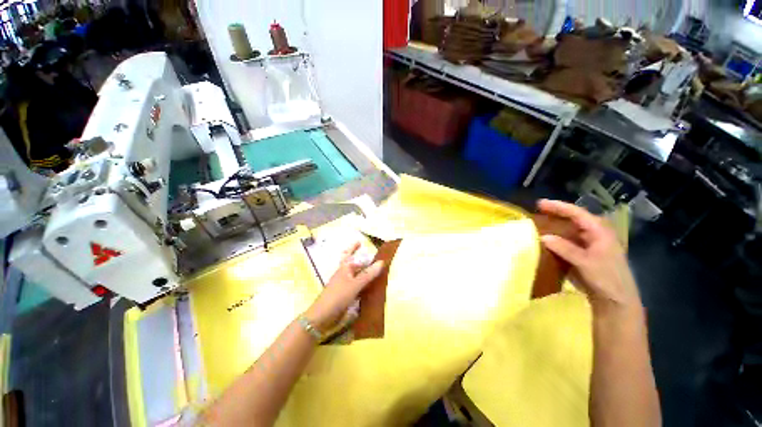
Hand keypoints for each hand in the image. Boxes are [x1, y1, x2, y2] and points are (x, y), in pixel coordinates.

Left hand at [304, 242, 384, 331]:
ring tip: (378, 270)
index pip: (350, 254)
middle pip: (355, 264)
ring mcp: (345, 284)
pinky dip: (365, 284)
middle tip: (375, 257)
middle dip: (363, 260)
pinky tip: (372, 286)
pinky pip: (358, 286)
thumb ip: (368, 274)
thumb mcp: (355, 284)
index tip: (360, 241)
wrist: (323, 316)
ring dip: (366, 272)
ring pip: (357, 275)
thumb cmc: (338, 296)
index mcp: (345, 267)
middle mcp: (345, 274)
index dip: (354, 247)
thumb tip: (381, 262)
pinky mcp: (347, 295)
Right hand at [537, 200, 641, 313]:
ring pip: (570, 229)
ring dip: (555, 225)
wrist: (616, 300)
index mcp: (599, 231)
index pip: (577, 213)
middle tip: (537, 211)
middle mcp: (594, 234)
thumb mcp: (586, 263)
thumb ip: (565, 249)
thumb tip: (543, 237)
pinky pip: (567, 240)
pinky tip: (545, 239)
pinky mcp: (583, 253)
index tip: (539, 204)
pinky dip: (556, 238)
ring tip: (538, 223)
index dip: (558, 207)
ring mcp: (589, 243)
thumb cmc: (606, 279)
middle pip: (573, 218)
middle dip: (556, 213)